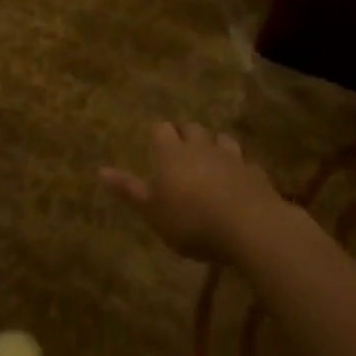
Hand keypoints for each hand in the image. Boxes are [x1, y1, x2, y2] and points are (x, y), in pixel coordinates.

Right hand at [101, 121, 287, 262]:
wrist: (248, 227)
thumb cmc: (190, 220)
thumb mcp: (152, 211)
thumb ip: (128, 190)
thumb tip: (100, 170)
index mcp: (172, 153)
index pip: (161, 129)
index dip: (158, 133)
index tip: (154, 141)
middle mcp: (201, 147)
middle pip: (191, 128)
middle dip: (185, 134)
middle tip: (180, 148)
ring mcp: (231, 158)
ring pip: (221, 139)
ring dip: (214, 145)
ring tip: (210, 158)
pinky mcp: (255, 173)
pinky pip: (245, 163)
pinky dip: (239, 168)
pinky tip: (239, 181)